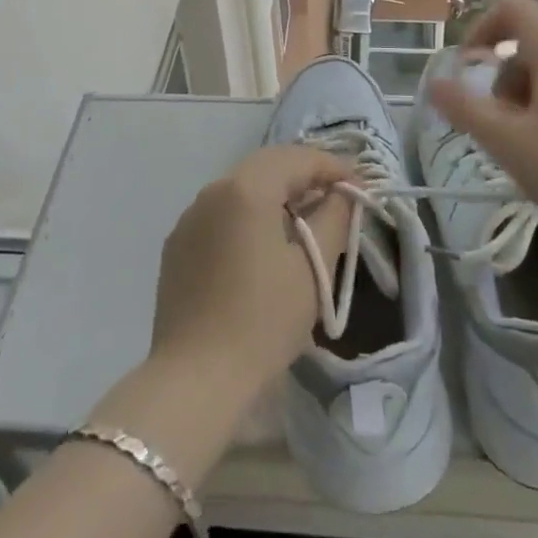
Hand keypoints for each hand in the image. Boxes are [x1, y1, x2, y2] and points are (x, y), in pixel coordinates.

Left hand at [149, 145, 352, 397]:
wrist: (196, 379)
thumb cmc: (263, 321)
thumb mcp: (312, 268)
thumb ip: (334, 217)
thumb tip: (343, 193)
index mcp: (247, 188)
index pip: (297, 158)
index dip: (332, 167)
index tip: (359, 185)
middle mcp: (214, 190)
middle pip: (267, 165)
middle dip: (303, 174)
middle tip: (335, 195)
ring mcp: (190, 216)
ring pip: (241, 187)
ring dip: (275, 192)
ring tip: (304, 218)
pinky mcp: (178, 244)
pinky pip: (221, 212)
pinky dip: (248, 214)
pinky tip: (263, 243)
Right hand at [426, 0, 537, 266]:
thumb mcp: (513, 145)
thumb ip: (467, 110)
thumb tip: (433, 82)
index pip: (514, 8)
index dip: (481, 28)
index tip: (469, 70)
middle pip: (531, 47)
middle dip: (504, 82)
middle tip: (501, 131)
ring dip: (529, 104)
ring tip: (532, 155)